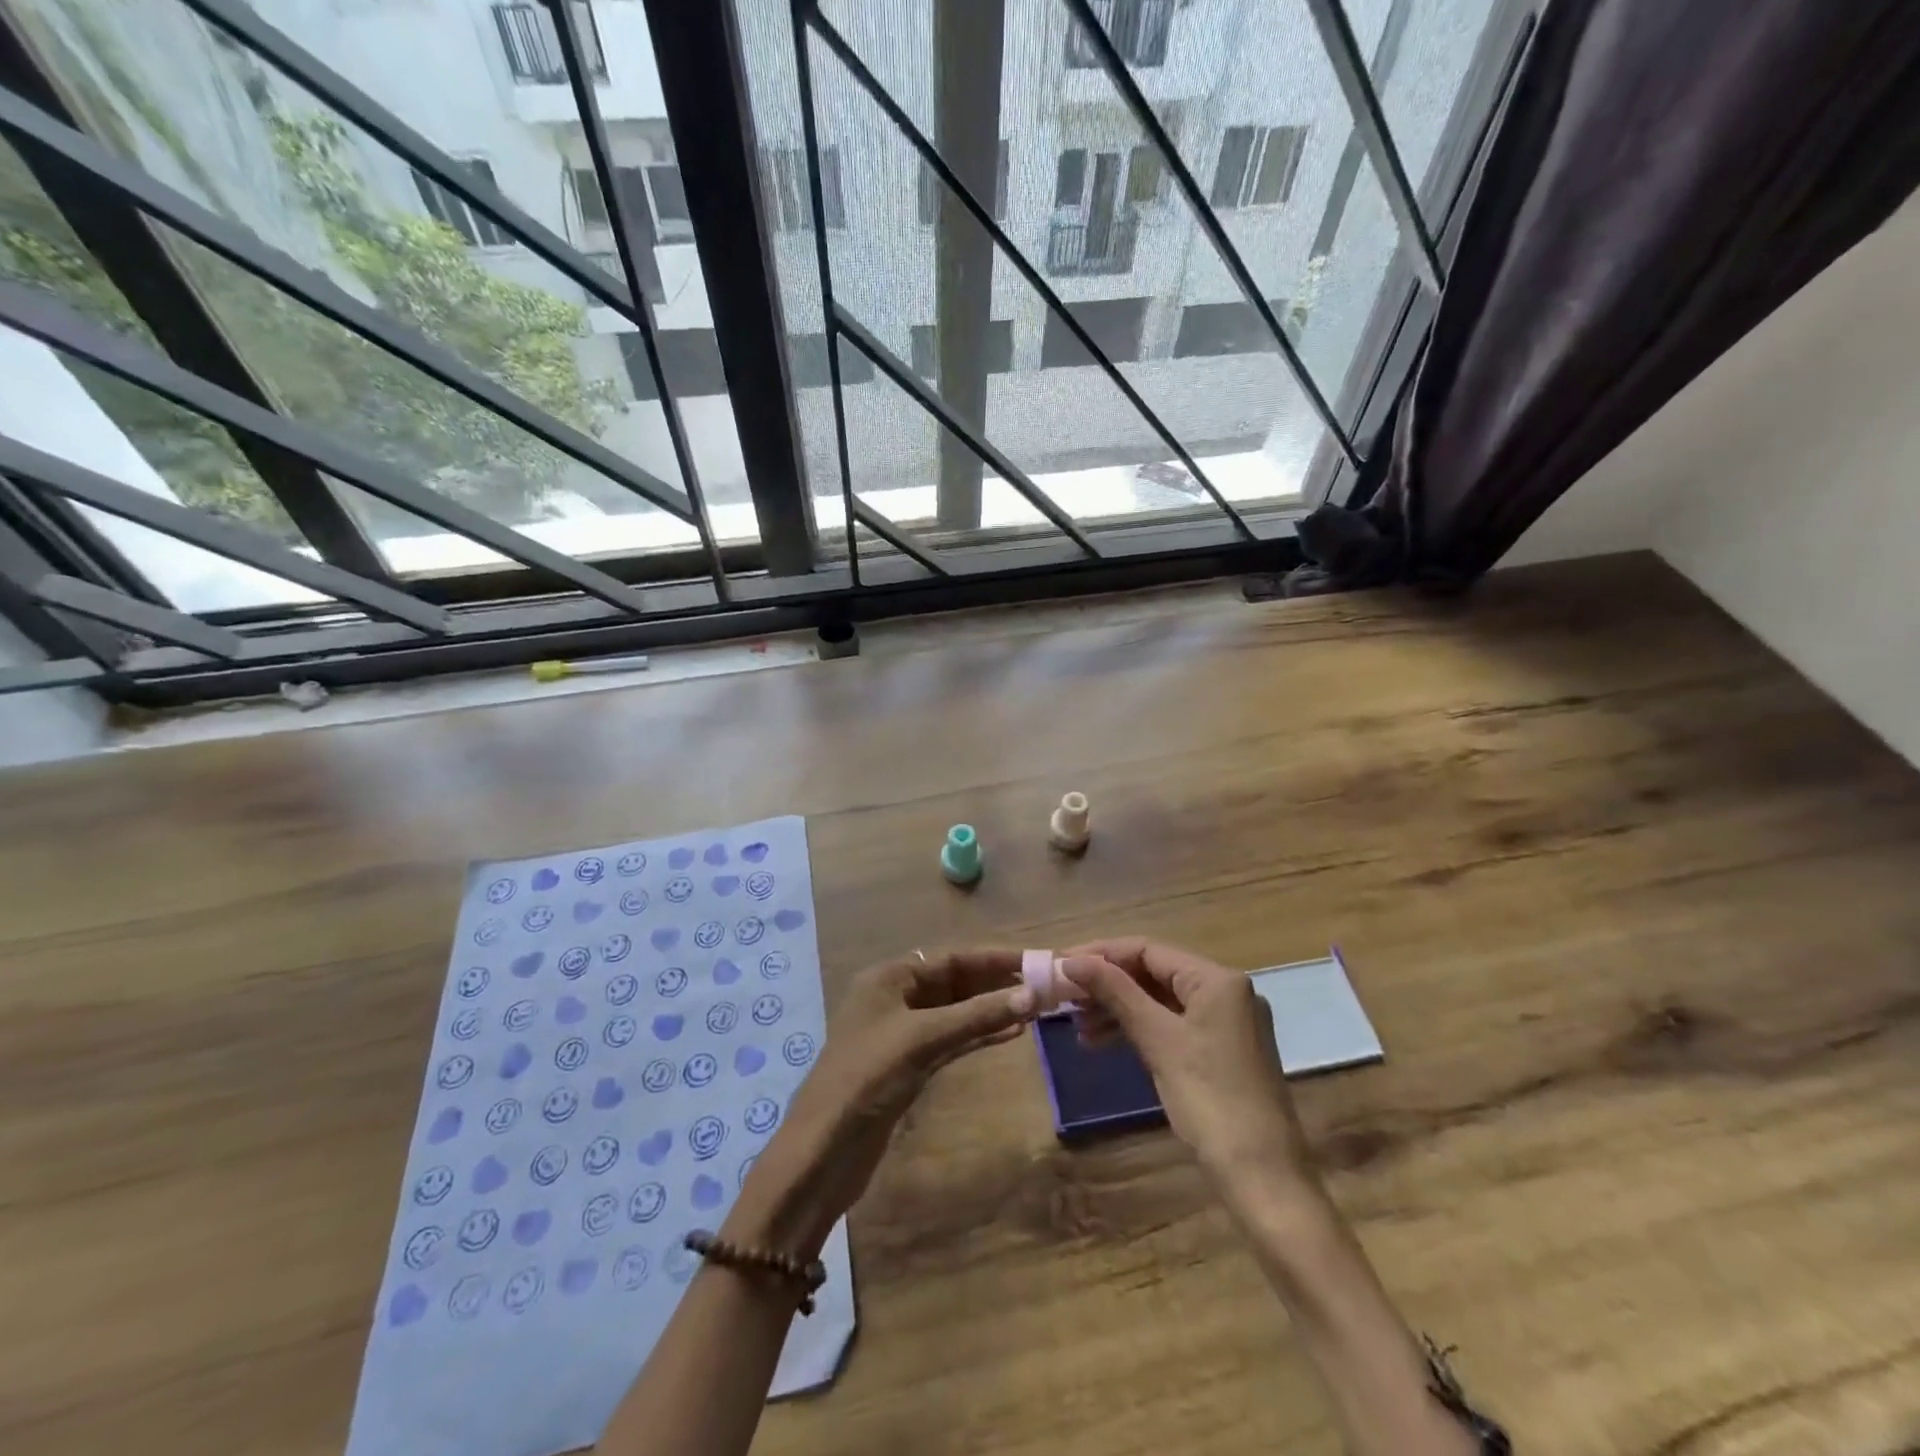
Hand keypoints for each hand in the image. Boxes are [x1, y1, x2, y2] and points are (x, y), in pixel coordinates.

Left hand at [724, 949, 1035, 1256]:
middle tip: (1043, 985)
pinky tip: (1010, 1034)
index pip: (950, 958)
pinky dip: (977, 1034)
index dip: (994, 958)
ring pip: (955, 1011)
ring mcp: (901, 1033)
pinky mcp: (908, 1065)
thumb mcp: (923, 1040)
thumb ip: (978, 1016)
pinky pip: (950, 1039)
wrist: (823, 1151)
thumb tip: (1032, 995)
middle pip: (954, 981)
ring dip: (991, 1009)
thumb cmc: (868, 1078)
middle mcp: (895, 997)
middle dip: (995, 983)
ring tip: (1035, 1008)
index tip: (1035, 959)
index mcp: (889, 977)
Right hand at [1059, 938, 1315, 1187]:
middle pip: (1153, 972)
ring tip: (1078, 1026)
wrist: (1261, 1176)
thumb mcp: (1157, 1039)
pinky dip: (1137, 1029)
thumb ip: (1115, 992)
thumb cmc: (1209, 1098)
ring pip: (1159, 1000)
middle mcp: (1225, 991)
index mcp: (1217, 979)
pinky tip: (1103, 1042)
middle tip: (1064, 996)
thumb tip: (1072, 960)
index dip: (1101, 954)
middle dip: (1107, 983)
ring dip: (1117, 1008)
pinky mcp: (1219, 1050)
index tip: (1060, 964)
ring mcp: (1225, 1022)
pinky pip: (1170, 1025)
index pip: (1148, 949)